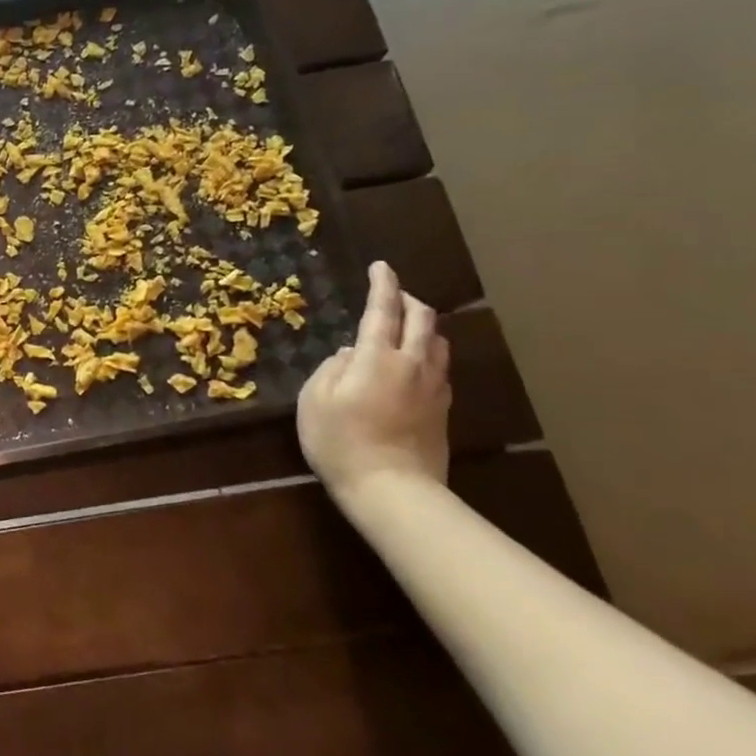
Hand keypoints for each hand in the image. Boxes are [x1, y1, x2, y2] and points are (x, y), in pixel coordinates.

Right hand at [297, 261, 450, 500]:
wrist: (393, 489)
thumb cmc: (341, 441)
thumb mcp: (313, 401)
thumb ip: (330, 368)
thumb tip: (349, 354)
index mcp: (377, 358)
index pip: (382, 310)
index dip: (382, 285)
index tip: (381, 266)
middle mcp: (412, 364)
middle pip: (422, 320)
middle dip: (408, 300)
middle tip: (393, 294)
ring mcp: (433, 388)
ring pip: (437, 342)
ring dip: (423, 326)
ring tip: (406, 326)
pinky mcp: (442, 410)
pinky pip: (439, 368)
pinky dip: (427, 354)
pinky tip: (414, 364)